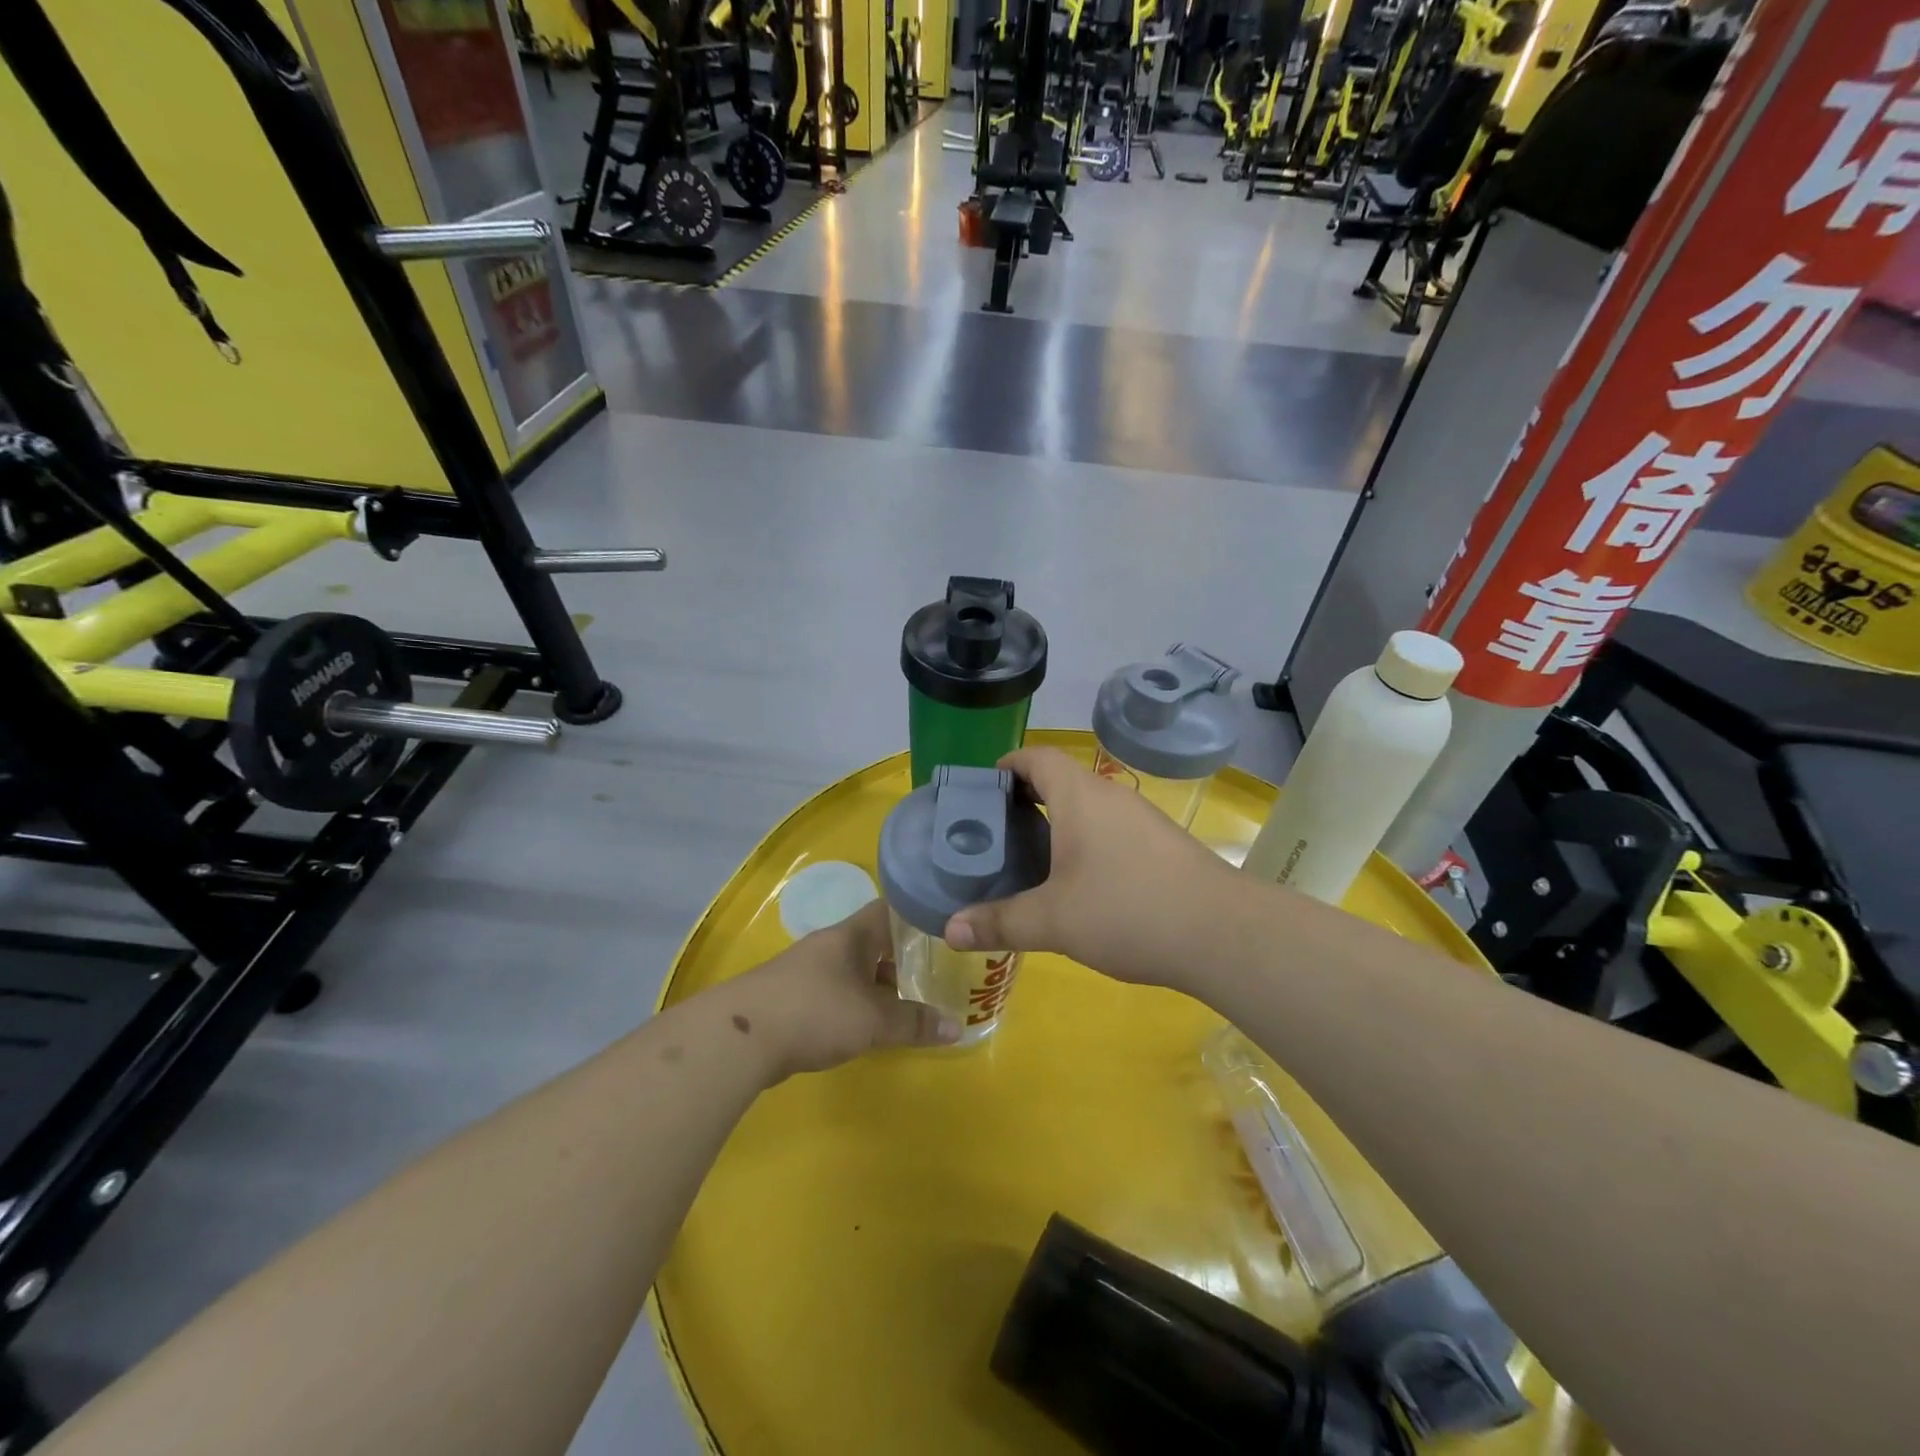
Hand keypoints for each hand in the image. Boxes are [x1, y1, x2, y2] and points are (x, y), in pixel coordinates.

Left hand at [727, 899, 959, 1077]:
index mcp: (851, 935)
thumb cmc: (815, 1012)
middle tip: (935, 973)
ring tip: (907, 1004)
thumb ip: (914, 1023)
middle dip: (902, 957)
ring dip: (878, 984)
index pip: (890, 909)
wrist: (739, 1038)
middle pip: (873, 942)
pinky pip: (836, 993)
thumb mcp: (873, 1020)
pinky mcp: (792, 999)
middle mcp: (829, 946)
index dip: (917, 915)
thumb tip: (958, 1028)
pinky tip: (866, 1026)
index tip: (944, 927)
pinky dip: (856, 1004)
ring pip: (854, 970)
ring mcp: (807, 972)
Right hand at [942, 747, 1242, 990]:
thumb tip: (949, 930)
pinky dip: (1086, 842)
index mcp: (1080, 796)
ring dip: (1058, 822)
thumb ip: (1000, 923)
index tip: (982, 790)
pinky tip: (1080, 882)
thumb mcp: (1053, 921)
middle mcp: (1111, 796)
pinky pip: (1111, 829)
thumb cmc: (1128, 911)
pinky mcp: (1162, 845)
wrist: (1223, 933)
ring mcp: (1142, 819)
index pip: (1037, 757)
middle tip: (995, 833)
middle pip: (1061, 780)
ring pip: (1088, 807)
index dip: (1007, 765)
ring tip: (1030, 858)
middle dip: (1025, 799)